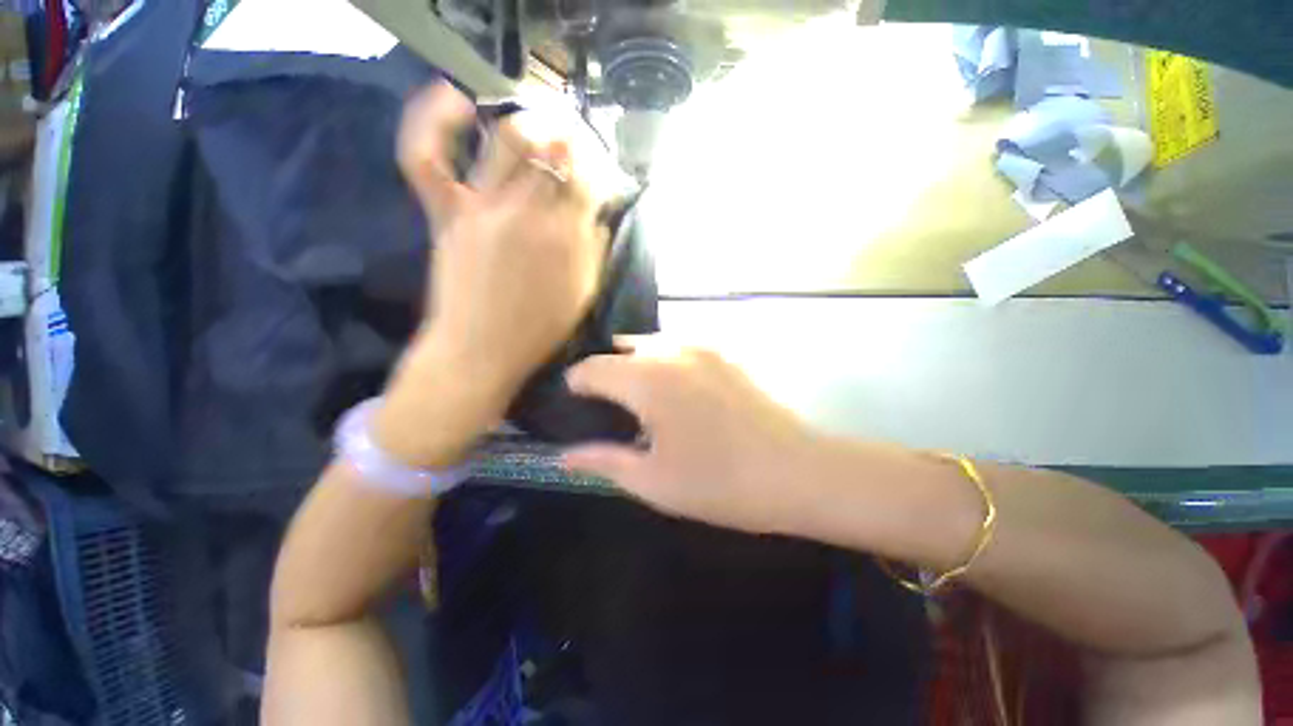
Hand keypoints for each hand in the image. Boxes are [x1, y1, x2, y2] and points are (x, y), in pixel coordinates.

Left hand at [396, 82, 611, 400]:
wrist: (481, 349)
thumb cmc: (538, 329)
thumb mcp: (584, 294)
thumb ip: (595, 250)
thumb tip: (595, 215)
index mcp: (566, 237)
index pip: (589, 179)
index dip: (597, 168)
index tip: (598, 174)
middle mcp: (527, 212)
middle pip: (554, 149)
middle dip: (572, 137)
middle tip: (575, 143)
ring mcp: (482, 207)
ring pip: (508, 138)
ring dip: (532, 122)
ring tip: (541, 125)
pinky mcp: (447, 212)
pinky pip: (428, 157)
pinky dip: (435, 121)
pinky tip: (458, 100)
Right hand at [564, 341, 822, 534]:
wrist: (796, 472)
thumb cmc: (719, 483)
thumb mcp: (652, 481)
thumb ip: (602, 460)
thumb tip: (562, 455)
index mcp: (647, 379)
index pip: (591, 368)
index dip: (575, 385)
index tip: (574, 406)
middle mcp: (671, 351)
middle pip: (619, 351)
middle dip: (605, 375)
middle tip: (608, 409)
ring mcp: (702, 347)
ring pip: (650, 344)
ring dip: (635, 365)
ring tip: (639, 400)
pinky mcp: (723, 354)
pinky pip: (678, 348)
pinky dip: (663, 362)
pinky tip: (675, 392)